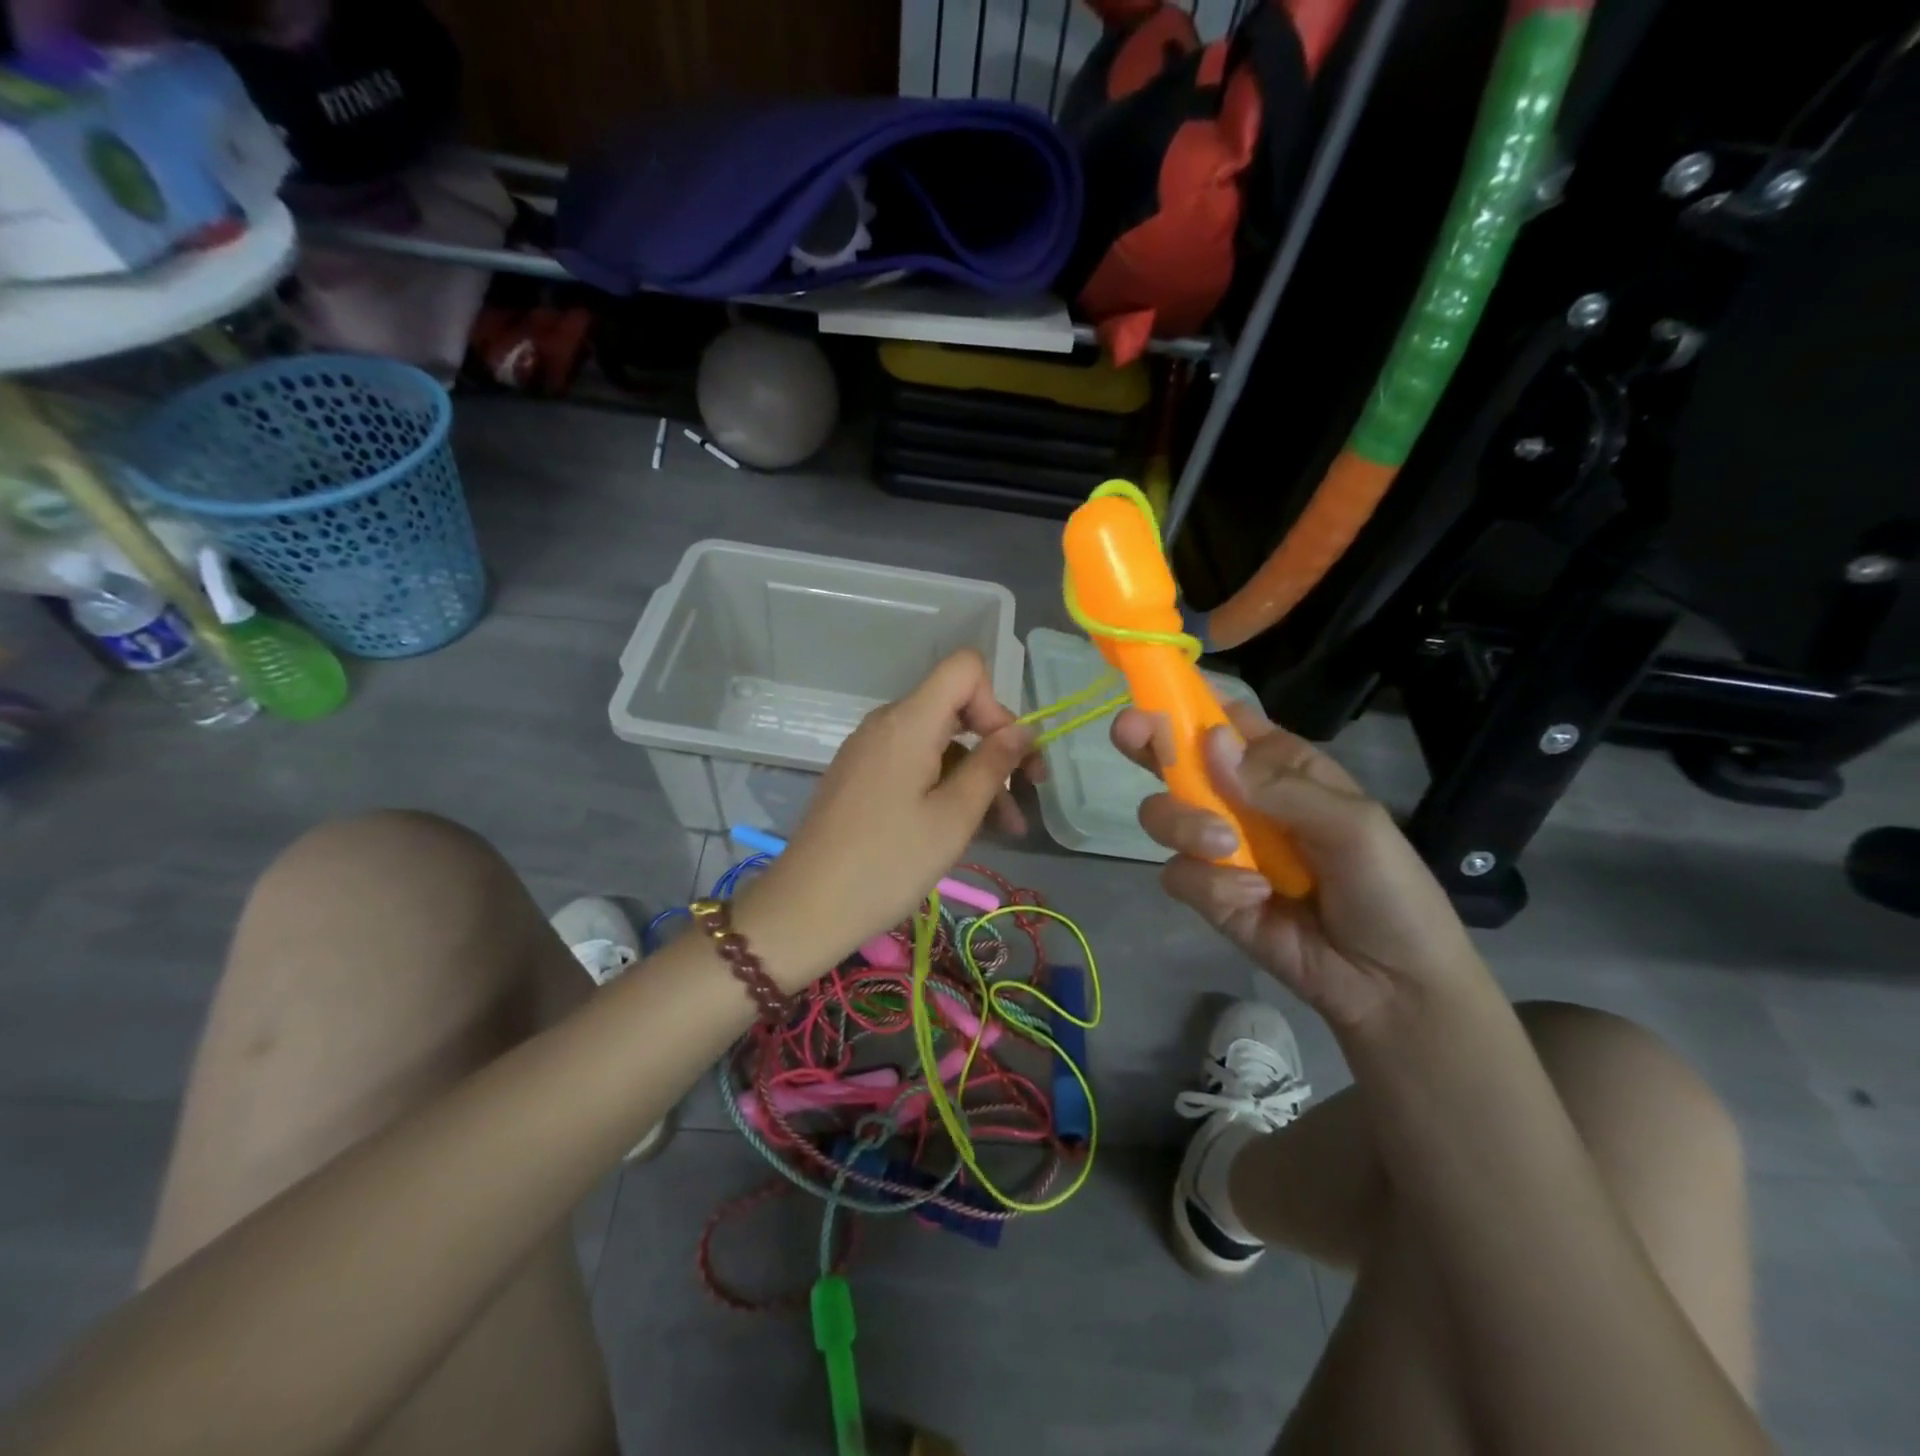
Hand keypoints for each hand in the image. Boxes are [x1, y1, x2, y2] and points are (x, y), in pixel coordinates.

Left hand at [748, 650, 1033, 984]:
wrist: (806, 907)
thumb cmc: (888, 863)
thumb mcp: (954, 818)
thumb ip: (993, 766)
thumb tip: (1023, 729)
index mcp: (909, 721)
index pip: (965, 668)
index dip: (996, 702)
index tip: (1008, 754)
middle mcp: (887, 723)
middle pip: (955, 708)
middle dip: (996, 746)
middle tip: (1028, 794)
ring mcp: (870, 751)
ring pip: (938, 744)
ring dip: (976, 777)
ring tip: (1006, 829)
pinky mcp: (861, 777)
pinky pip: (914, 765)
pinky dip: (945, 787)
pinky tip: (964, 829)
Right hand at [1112, 699, 1487, 1032]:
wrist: (1390, 985)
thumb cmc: (1389, 889)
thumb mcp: (1351, 825)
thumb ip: (1278, 785)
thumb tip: (1208, 741)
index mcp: (1278, 767)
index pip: (1224, 722)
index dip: (1187, 702)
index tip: (1155, 691)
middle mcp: (1238, 798)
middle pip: (1175, 759)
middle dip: (1149, 744)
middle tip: (1131, 734)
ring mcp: (1218, 846)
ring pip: (1162, 814)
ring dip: (1184, 825)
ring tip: (1225, 848)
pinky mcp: (1207, 893)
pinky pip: (1178, 873)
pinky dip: (1209, 884)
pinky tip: (1253, 898)